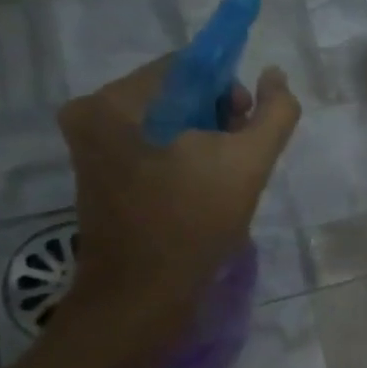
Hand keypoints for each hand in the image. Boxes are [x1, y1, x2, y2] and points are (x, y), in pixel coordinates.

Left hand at [56, 58, 300, 350]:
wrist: (143, 299)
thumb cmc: (192, 223)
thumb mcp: (248, 162)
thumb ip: (274, 113)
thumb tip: (275, 75)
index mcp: (112, 103)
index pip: (186, 68)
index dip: (228, 90)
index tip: (247, 127)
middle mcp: (91, 119)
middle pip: (175, 96)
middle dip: (217, 120)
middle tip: (239, 159)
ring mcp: (91, 153)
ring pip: (167, 126)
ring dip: (204, 144)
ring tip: (224, 182)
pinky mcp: (101, 182)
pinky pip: (153, 152)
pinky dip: (183, 164)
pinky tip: (203, 194)